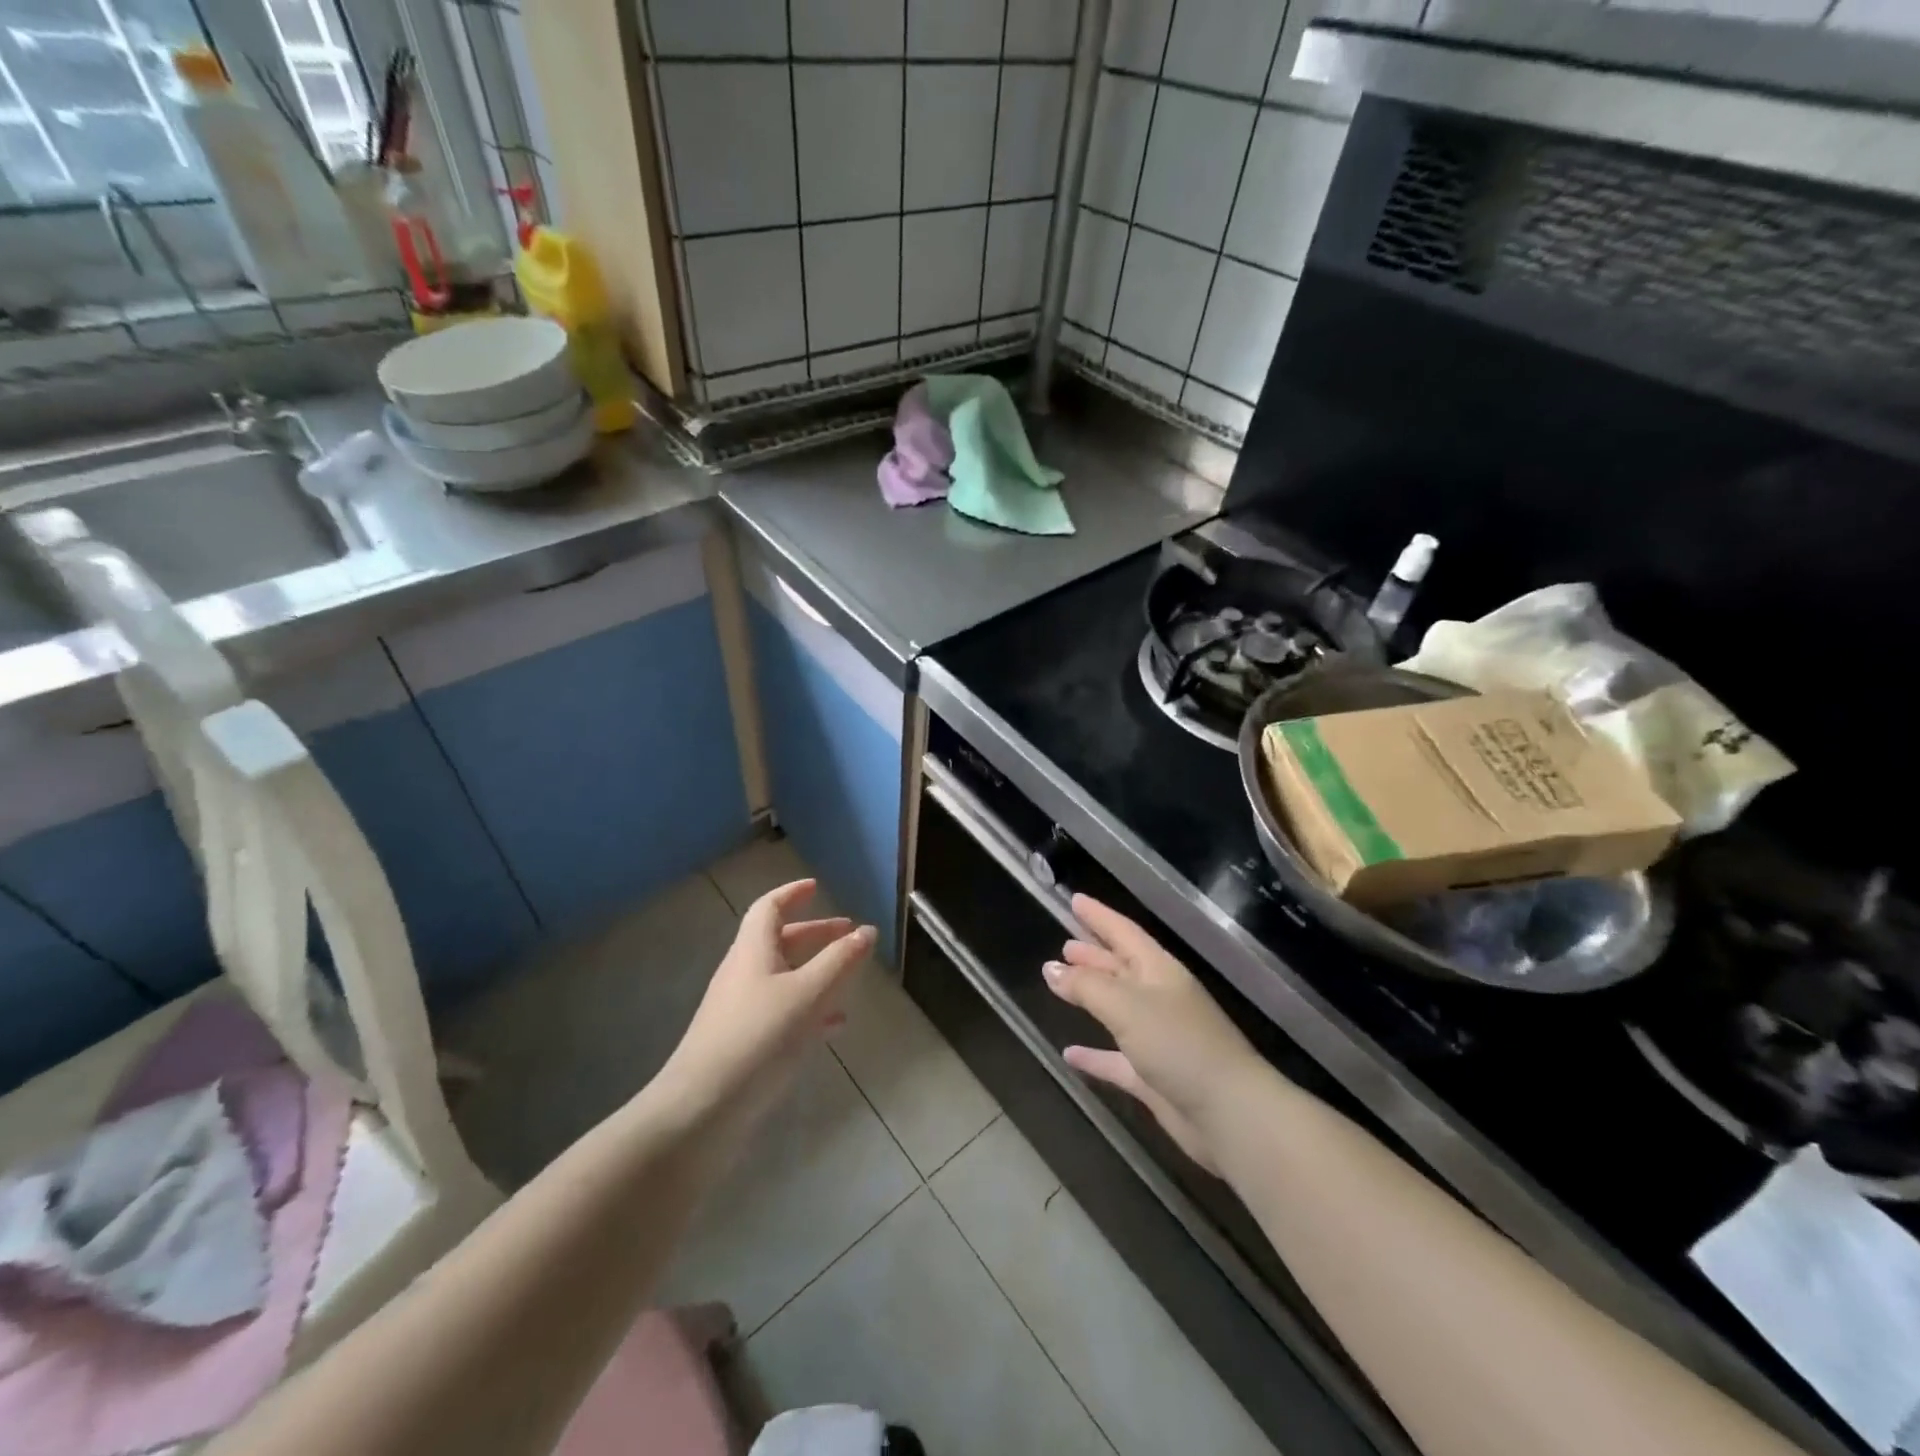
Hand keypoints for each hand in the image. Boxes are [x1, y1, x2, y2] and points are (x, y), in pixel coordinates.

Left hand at [659, 879, 873, 1122]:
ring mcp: (739, 1010)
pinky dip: (808, 1008)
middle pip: (778, 942)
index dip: (792, 893)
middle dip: (814, 934)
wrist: (702, 1109)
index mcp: (753, 951)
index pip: (769, 908)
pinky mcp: (742, 1042)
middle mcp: (742, 974)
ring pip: (782, 978)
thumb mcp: (808, 994)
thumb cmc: (758, 1038)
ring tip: (848, 978)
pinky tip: (832, 1026)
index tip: (816, 887)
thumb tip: (867, 930)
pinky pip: (780, 1011)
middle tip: (847, 933)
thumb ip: (840, 961)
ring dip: (814, 971)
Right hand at [1044, 895, 1265, 1173]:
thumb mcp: (1127, 1006)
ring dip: (1090, 996)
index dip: (1099, 916)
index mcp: (1159, 971)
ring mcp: (1158, 1038)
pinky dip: (1094, 1055)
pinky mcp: (1153, 1076)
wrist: (1229, 1113)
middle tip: (1064, 944)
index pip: (1124, 932)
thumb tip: (1051, 968)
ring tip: (1059, 984)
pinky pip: (1115, 1059)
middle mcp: (1159, 998)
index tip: (1075, 899)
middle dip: (1093, 954)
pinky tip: (1070, 1054)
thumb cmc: (1179, 1044)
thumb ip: (1086, 986)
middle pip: (1121, 967)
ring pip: (1117, 1008)